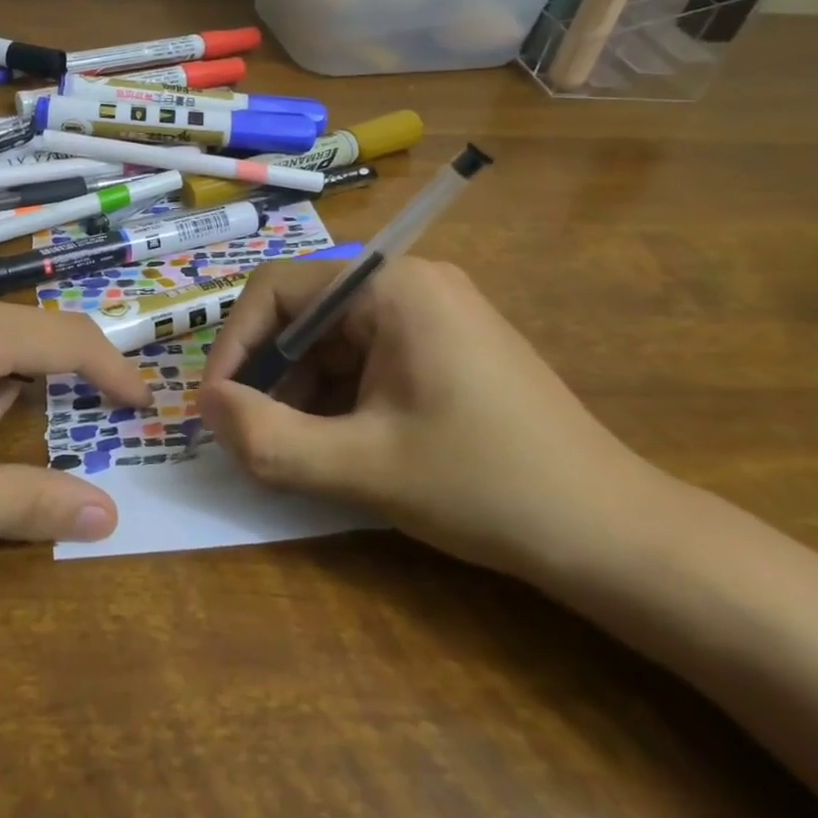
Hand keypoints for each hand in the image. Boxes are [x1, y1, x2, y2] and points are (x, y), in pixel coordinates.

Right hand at [199, 257, 662, 578]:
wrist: (614, 535)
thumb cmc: (486, 486)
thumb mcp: (362, 468)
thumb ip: (268, 438)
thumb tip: (203, 407)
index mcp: (392, 287)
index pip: (277, 288)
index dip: (235, 345)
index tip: (217, 407)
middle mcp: (410, 282)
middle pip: (304, 312)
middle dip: (268, 374)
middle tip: (251, 436)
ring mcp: (431, 312)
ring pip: (331, 338)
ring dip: (299, 389)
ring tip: (292, 448)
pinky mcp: (444, 344)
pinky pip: (365, 356)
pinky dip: (336, 395)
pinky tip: (335, 443)